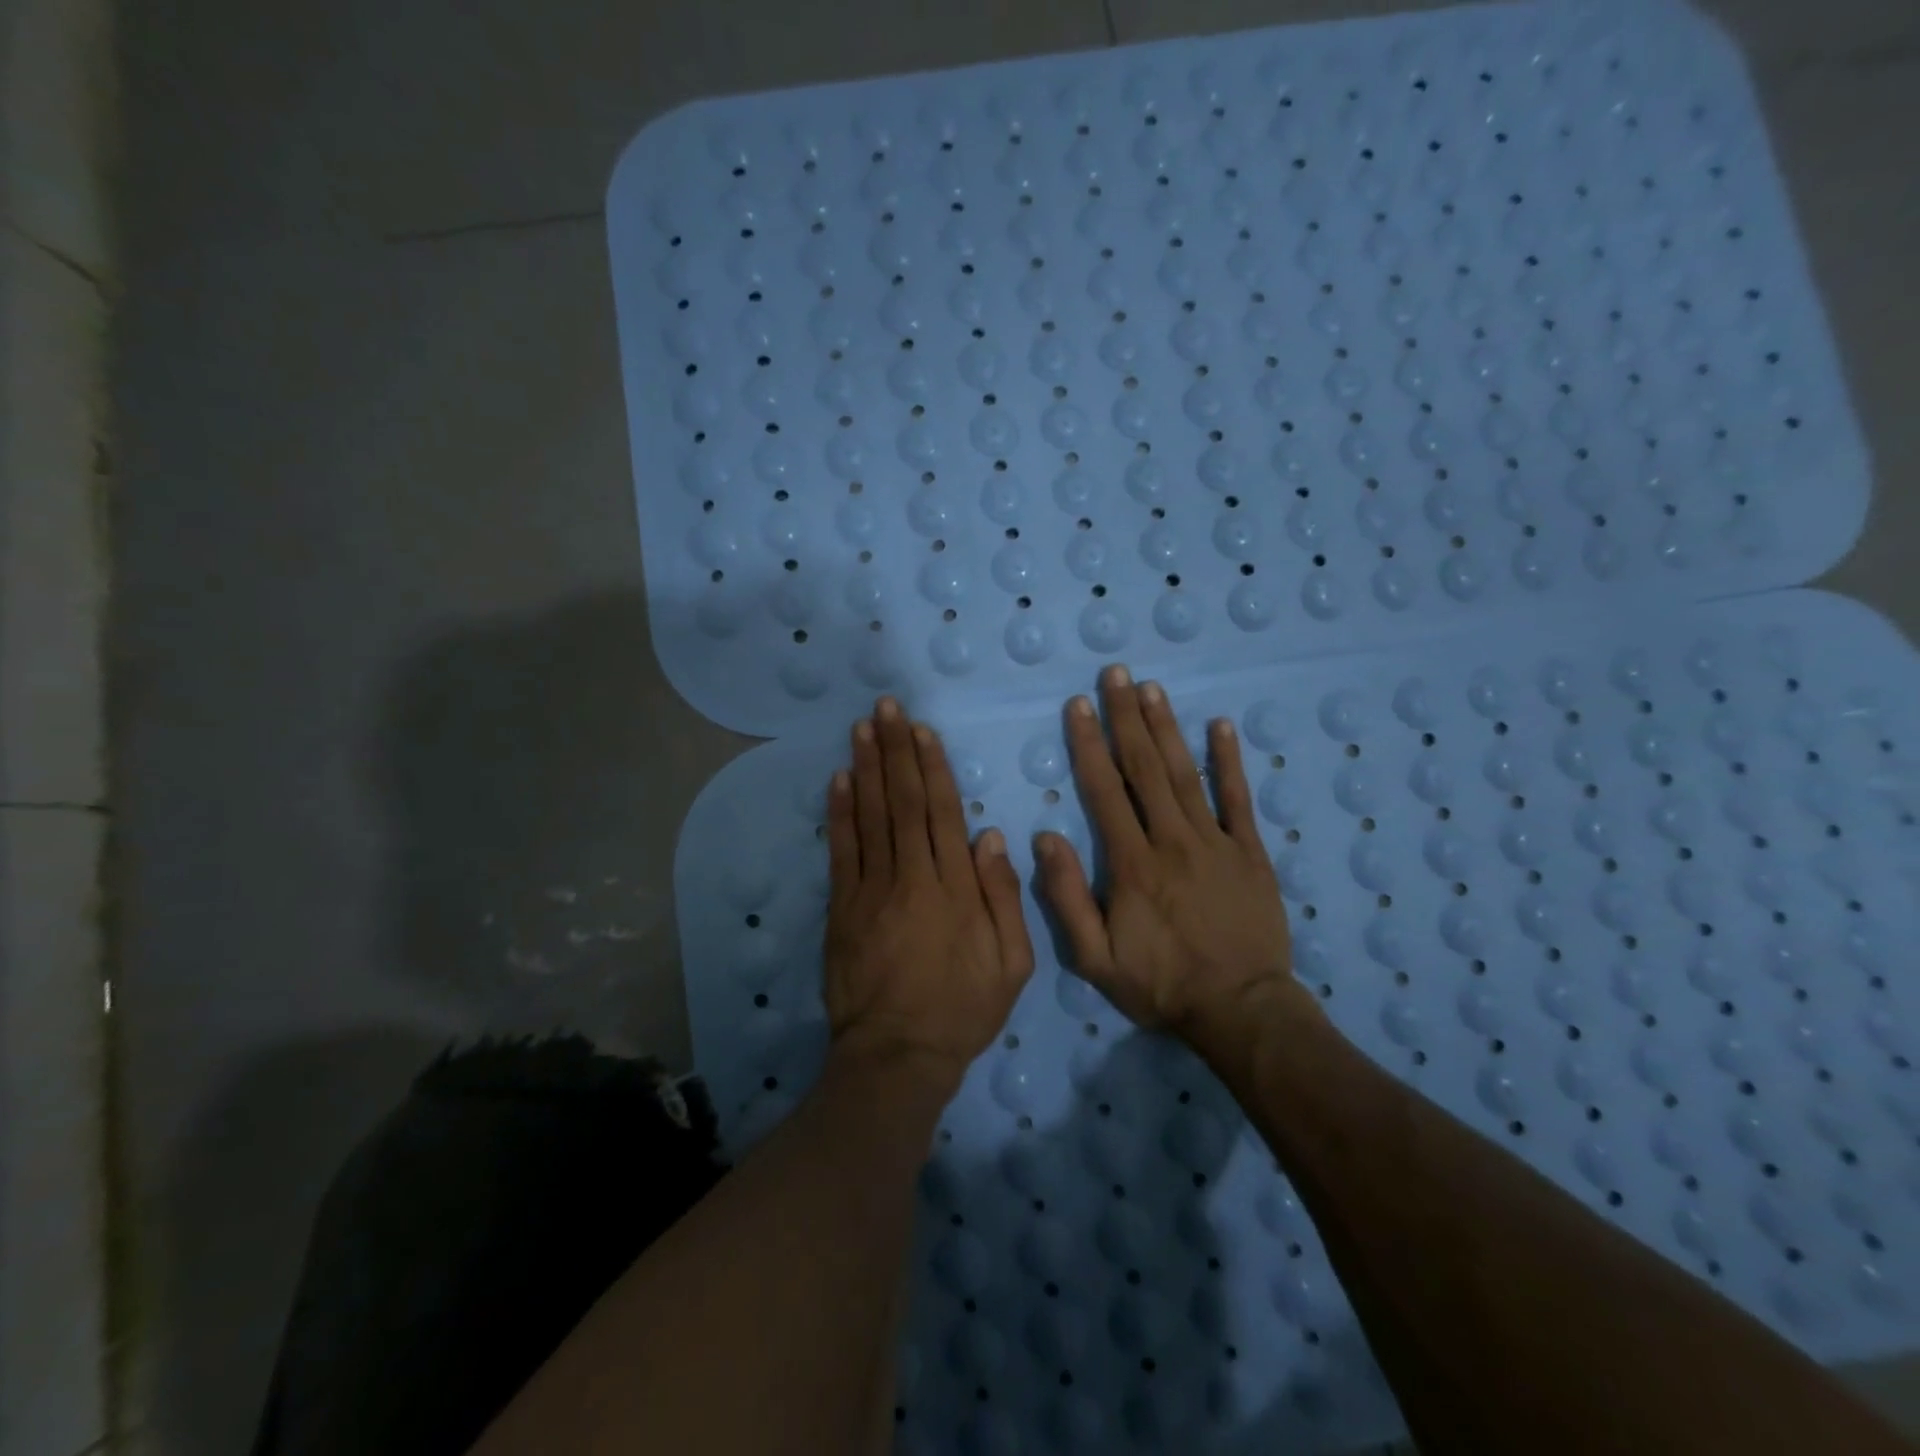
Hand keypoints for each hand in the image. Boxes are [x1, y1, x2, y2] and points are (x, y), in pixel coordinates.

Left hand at [824, 698, 1034, 1091]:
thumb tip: (991, 837)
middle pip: (902, 802)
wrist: (897, 1055)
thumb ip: (1004, 898)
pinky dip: (840, 812)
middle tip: (886, 707)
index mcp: (955, 887)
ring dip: (866, 768)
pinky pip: (842, 851)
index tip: (922, 730)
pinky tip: (839, 779)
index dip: (931, 767)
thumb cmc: (962, 1010)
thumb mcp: (1012, 964)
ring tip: (863, 728)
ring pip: (870, 816)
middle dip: (895, 751)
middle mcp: (912, 876)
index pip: (941, 812)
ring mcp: (872, 890)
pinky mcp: (843, 908)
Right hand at [1035, 665, 1313, 1037]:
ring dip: (1167, 727)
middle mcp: (1172, 840)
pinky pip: (1238, 799)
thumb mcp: (1094, 960)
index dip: (1089, 744)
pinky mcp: (1249, 852)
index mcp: (1131, 863)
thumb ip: (1066, 898)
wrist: (1240, 1010)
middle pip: (1145, 768)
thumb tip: (1044, 839)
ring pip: (1186, 773)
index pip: (1105, 790)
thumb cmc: (1160, 984)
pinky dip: (1229, 760)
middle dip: (1126, 717)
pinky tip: (1220, 726)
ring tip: (1152, 688)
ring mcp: (1215, 842)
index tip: (1078, 705)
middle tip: (1115, 674)